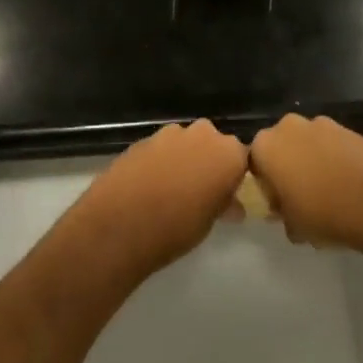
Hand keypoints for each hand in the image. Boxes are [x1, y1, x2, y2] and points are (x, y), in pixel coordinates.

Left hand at [70, 120, 248, 279]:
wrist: (120, 225)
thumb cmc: (176, 228)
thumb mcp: (209, 223)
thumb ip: (222, 204)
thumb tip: (232, 205)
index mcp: (228, 153)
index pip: (242, 158)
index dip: (234, 176)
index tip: (227, 194)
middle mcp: (203, 134)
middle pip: (213, 143)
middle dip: (209, 161)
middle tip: (201, 191)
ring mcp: (170, 133)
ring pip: (185, 143)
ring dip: (183, 159)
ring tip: (171, 190)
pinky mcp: (143, 139)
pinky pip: (161, 149)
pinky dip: (160, 162)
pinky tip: (149, 186)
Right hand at [249, 114, 362, 256]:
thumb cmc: (325, 214)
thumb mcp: (292, 225)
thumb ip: (280, 211)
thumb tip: (285, 208)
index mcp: (266, 146)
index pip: (254, 163)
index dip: (266, 185)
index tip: (280, 205)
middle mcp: (289, 126)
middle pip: (280, 146)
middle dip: (287, 167)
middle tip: (300, 197)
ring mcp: (321, 123)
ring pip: (306, 143)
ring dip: (311, 161)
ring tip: (328, 190)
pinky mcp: (347, 127)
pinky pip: (330, 143)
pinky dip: (333, 158)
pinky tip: (346, 182)